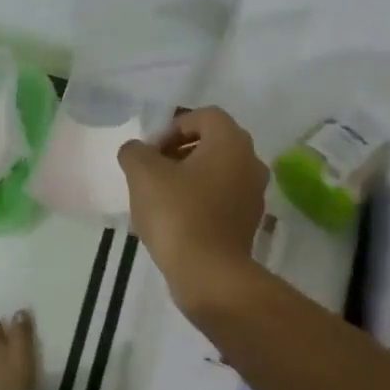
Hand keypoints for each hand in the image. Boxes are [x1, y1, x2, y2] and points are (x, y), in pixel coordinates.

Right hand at [118, 107, 267, 312]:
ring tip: (160, 195)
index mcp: (231, 142)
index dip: (173, 127)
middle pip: (213, 143)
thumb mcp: (143, 174)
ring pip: (218, 171)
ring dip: (190, 176)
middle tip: (152, 170)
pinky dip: (201, 199)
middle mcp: (251, 162)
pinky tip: (176, 219)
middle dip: (179, 151)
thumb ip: (135, 152)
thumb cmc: (177, 213)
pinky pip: (223, 198)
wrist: (208, 273)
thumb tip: (137, 151)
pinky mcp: (249, 222)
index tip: (151, 151)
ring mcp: (254, 194)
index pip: (204, 116)